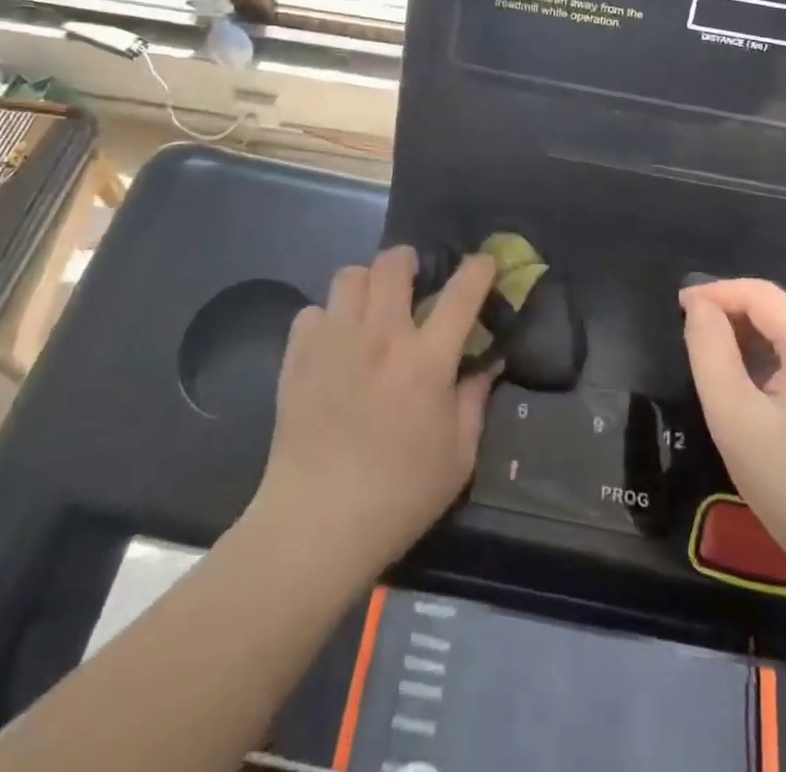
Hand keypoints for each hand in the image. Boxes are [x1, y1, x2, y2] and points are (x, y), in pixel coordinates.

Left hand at [252, 245, 497, 581]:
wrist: (315, 525)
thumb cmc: (399, 496)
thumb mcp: (458, 456)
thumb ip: (475, 400)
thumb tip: (488, 363)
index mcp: (426, 360)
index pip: (461, 293)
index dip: (478, 269)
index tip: (483, 263)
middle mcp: (380, 337)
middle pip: (392, 264)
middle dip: (408, 260)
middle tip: (414, 279)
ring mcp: (334, 342)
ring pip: (349, 276)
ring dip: (366, 283)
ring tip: (370, 307)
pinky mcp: (297, 357)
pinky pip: (312, 311)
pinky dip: (327, 318)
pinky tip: (334, 343)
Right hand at [681, 278, 785, 590]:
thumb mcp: (736, 419)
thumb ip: (711, 353)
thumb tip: (698, 307)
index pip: (760, 293)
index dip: (715, 292)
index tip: (677, 308)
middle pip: (778, 308)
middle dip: (731, 311)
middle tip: (689, 334)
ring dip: (749, 334)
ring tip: (712, 358)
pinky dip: (769, 358)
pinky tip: (750, 386)